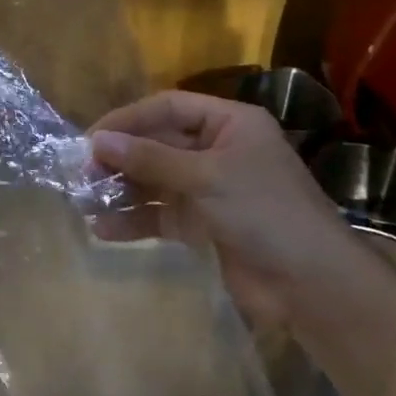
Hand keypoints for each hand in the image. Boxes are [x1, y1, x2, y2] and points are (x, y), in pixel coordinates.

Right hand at [89, 91, 345, 323]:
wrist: (313, 287)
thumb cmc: (265, 213)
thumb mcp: (206, 177)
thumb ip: (150, 158)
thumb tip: (96, 142)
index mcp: (229, 124)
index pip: (167, 108)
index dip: (127, 119)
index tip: (90, 138)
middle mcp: (217, 150)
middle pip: (157, 144)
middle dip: (120, 158)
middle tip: (82, 172)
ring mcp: (209, 189)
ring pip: (154, 180)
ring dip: (121, 190)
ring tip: (85, 200)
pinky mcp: (203, 225)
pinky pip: (160, 214)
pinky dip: (134, 220)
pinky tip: (105, 229)